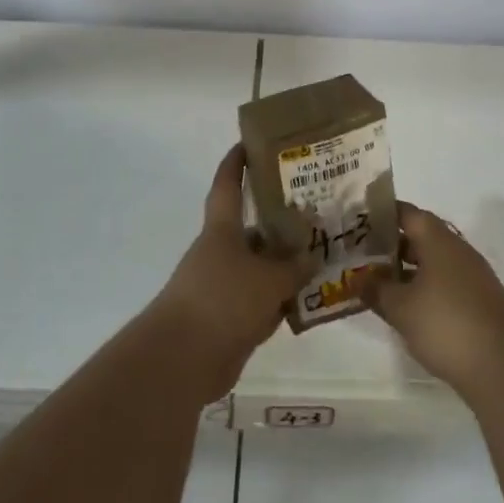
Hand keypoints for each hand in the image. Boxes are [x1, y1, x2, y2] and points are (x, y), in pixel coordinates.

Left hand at [151, 145, 306, 400]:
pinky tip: (308, 300)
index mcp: (221, 230)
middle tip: (314, 210)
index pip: (227, 185)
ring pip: (259, 267)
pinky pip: (260, 301)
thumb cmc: (223, 300)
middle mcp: (219, 252)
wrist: (183, 360)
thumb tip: (313, 255)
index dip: (236, 162)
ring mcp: (222, 287)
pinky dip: (280, 300)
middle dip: (278, 220)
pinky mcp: (227, 320)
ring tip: (321, 256)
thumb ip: (294, 266)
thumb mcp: (268, 279)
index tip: (249, 142)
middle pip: (251, 228)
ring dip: (283, 264)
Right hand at [368, 202, 503, 397]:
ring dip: (410, 269)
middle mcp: (458, 250)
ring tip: (383, 284)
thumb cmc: (444, 323)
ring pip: (435, 262)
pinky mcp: (480, 300)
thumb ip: (376, 289)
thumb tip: (357, 278)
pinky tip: (411, 309)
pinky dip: (426, 287)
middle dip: (394, 245)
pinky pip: (447, 282)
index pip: (409, 213)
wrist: (501, 364)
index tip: (362, 221)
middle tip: (366, 255)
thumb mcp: (400, 308)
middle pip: (422, 236)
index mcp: (438, 241)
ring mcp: (473, 275)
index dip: (385, 214)